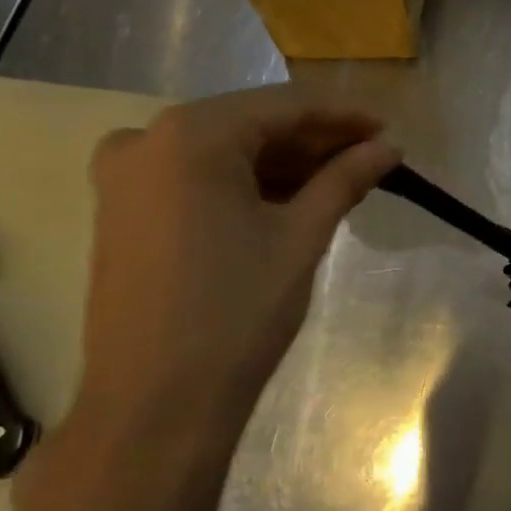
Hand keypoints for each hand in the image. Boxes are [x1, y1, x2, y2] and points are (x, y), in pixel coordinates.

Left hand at [67, 88, 398, 458]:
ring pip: (223, 152)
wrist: (155, 404)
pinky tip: (290, 200)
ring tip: (340, 182)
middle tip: (370, 159)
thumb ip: (344, 180)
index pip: (283, 106)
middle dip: (313, 142)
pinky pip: (195, 178)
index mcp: (190, 135)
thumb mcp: (301, 237)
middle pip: (250, 125)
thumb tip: (388, 149)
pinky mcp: (121, 212)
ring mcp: (125, 177)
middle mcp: (146, 139)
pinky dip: (245, 184)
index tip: (386, 132)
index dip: (341, 117)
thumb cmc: (236, 312)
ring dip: (282, 164)